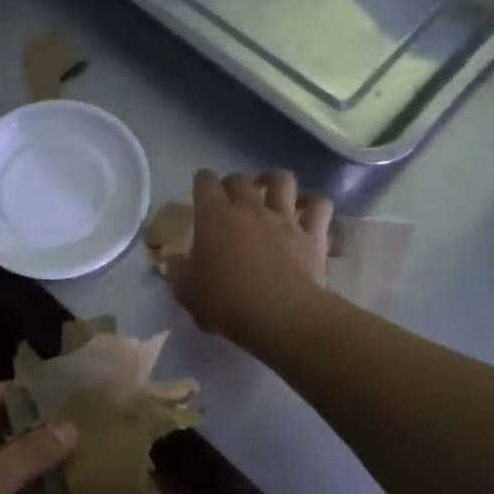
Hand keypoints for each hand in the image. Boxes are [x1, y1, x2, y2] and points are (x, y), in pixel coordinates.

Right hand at [165, 169, 332, 345]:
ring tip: (270, 193)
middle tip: (230, 200)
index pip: (205, 181)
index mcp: (214, 216)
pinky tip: (307, 210)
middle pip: (240, 178)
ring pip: (282, 180)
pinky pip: (319, 205)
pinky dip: (313, 203)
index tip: (200, 192)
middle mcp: (249, 208)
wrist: (279, 315)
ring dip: (274, 181)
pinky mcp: (312, 234)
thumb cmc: (226, 302)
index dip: (202, 182)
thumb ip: (178, 272)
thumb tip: (173, 261)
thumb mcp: (187, 291)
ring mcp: (284, 218)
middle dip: (233, 183)